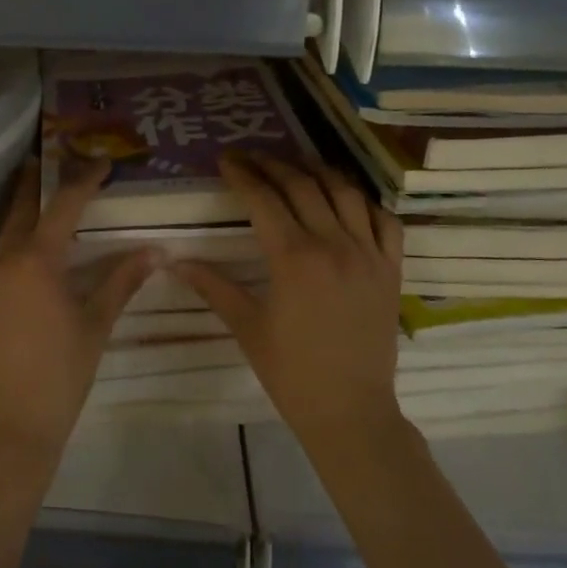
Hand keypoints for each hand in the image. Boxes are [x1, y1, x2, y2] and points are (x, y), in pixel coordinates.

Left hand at [0, 158, 153, 464]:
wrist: (10, 425)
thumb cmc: (61, 373)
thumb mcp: (96, 324)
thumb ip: (122, 281)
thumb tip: (155, 251)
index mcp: (37, 261)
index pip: (63, 206)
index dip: (84, 181)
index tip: (102, 162)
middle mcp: (7, 261)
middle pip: (21, 209)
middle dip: (36, 182)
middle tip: (49, 157)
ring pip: (8, 232)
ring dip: (25, 210)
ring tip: (45, 196)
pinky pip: (3, 256)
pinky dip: (20, 240)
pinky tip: (36, 248)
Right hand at [177, 153, 404, 442]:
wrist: (350, 410)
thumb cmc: (291, 372)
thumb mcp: (247, 327)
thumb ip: (213, 286)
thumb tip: (175, 261)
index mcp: (294, 259)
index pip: (264, 200)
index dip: (243, 175)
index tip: (226, 160)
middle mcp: (334, 245)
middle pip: (302, 186)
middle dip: (273, 165)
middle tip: (252, 157)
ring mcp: (369, 254)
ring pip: (345, 193)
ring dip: (318, 172)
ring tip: (296, 165)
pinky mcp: (392, 269)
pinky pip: (385, 221)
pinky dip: (365, 202)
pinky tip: (348, 200)